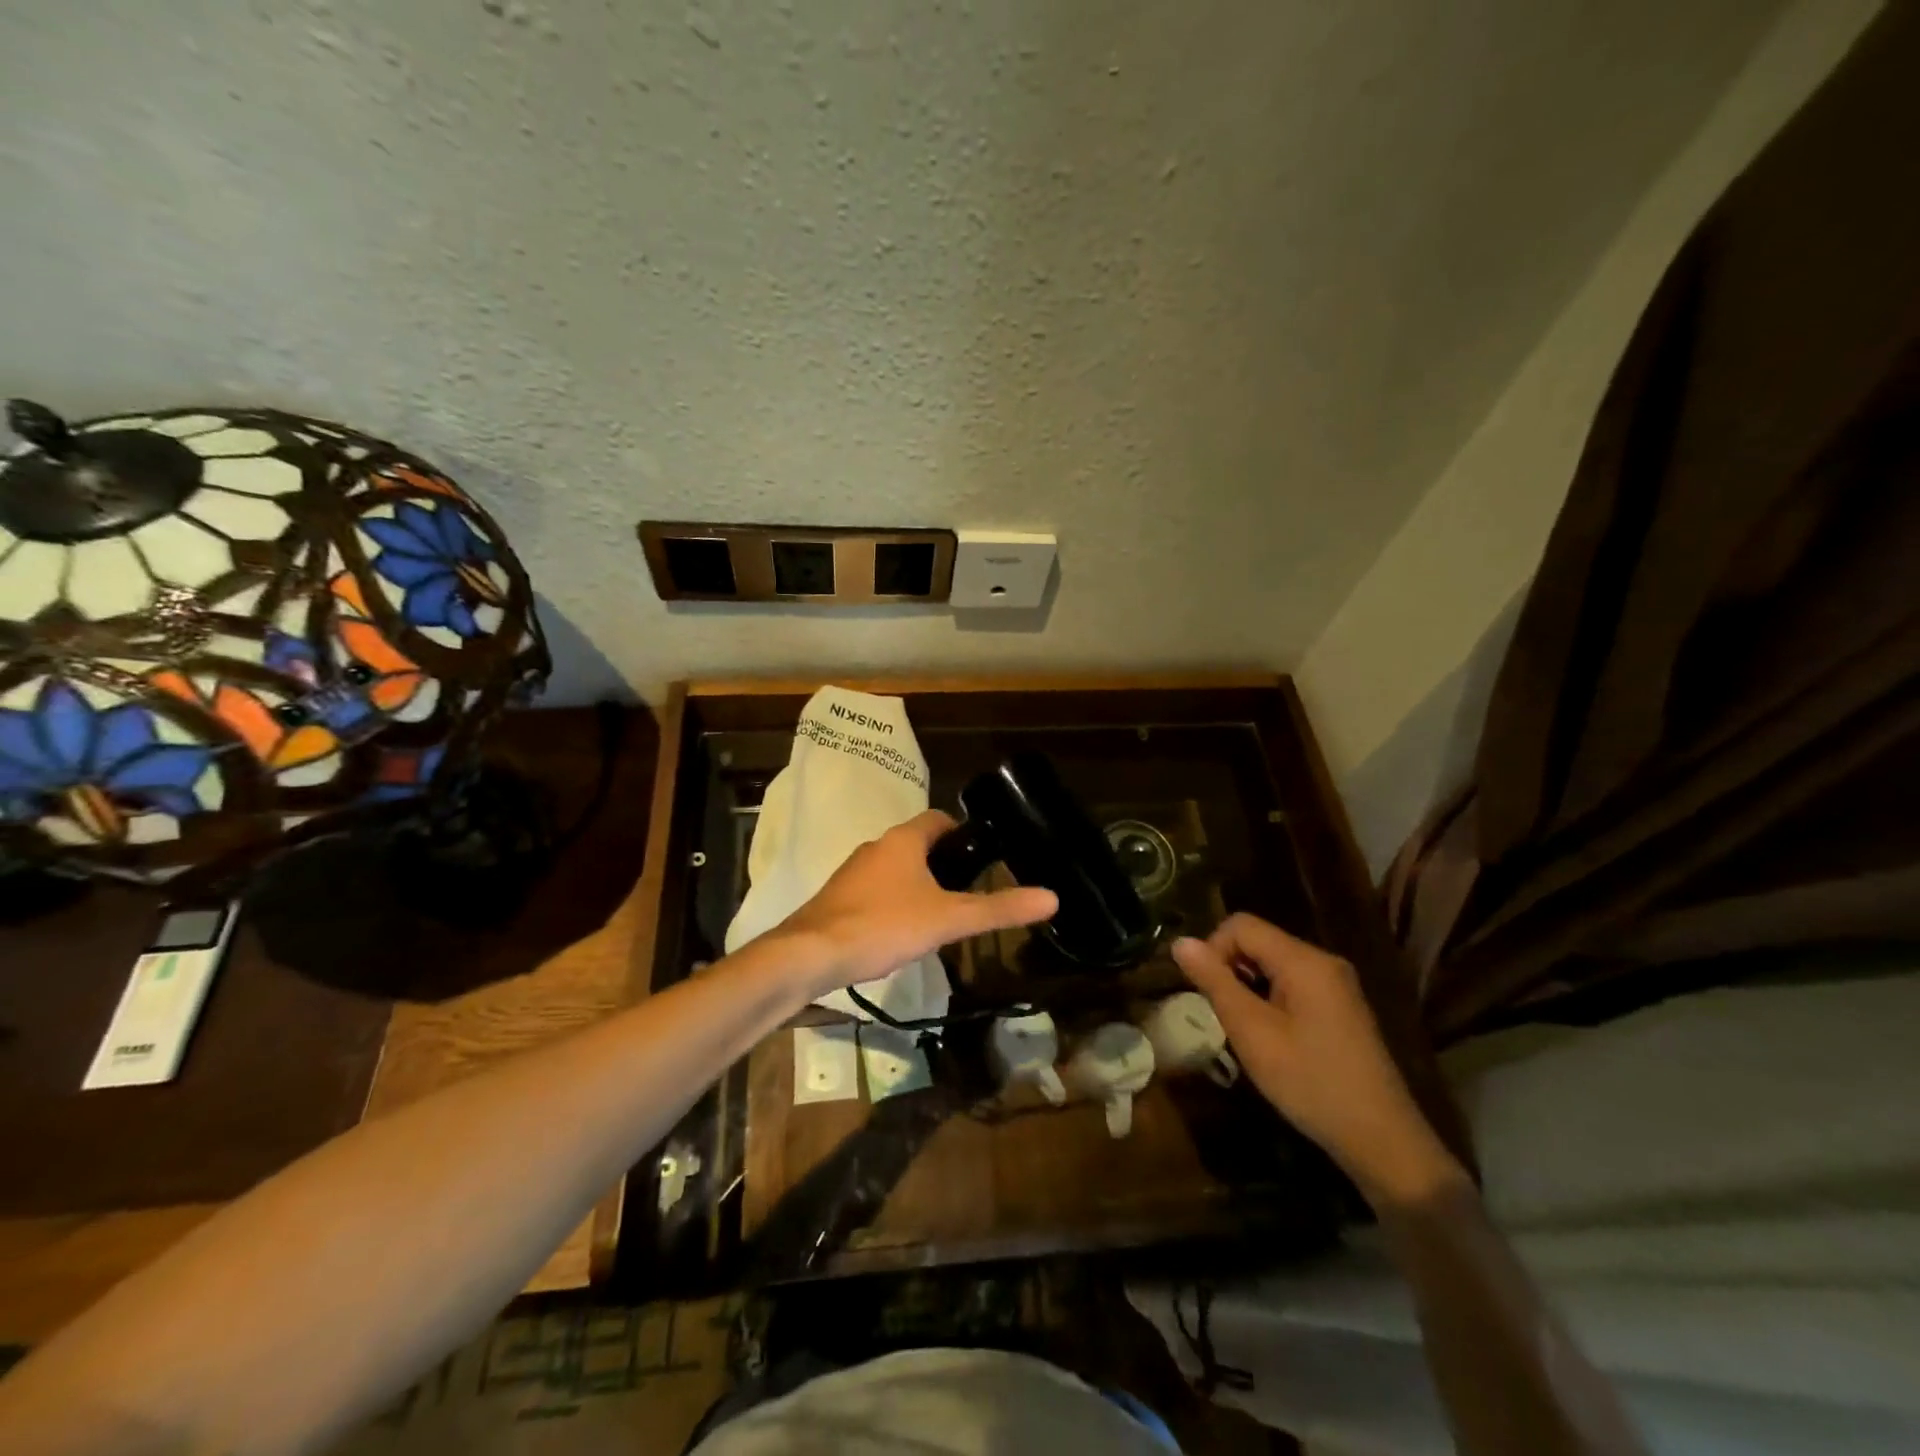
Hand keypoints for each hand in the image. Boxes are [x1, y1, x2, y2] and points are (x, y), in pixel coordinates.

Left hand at [770, 811, 1058, 996]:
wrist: (810, 955)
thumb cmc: (883, 925)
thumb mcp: (948, 918)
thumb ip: (998, 908)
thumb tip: (1051, 897)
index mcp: (902, 841)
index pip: (938, 819)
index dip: (962, 832)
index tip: (982, 856)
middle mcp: (875, 848)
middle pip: (916, 845)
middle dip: (942, 863)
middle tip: (968, 892)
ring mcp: (852, 874)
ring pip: (894, 869)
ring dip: (917, 885)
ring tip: (940, 916)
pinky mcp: (836, 900)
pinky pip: (874, 892)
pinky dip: (892, 904)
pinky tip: (901, 934)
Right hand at [1172, 914, 1465, 1207]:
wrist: (1383, 1142)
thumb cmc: (1311, 1083)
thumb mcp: (1252, 1033)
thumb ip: (1215, 983)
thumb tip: (1180, 942)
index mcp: (1305, 960)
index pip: (1241, 925)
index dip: (1213, 949)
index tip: (1207, 994)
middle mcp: (1324, 961)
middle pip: (1259, 941)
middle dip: (1230, 969)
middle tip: (1223, 1017)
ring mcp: (1337, 985)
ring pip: (1273, 964)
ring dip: (1248, 987)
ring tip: (1245, 1031)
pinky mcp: (1342, 1008)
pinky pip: (1292, 984)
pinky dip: (1270, 1000)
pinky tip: (1271, 1039)